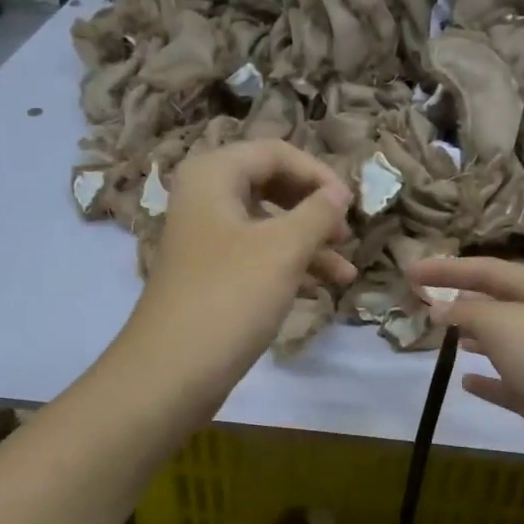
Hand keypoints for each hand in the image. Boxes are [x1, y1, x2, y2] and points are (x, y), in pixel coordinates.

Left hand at [121, 141, 355, 408]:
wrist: (172, 371)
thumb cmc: (230, 296)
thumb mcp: (283, 249)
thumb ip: (319, 213)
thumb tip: (341, 191)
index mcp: (213, 175)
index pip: (275, 152)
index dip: (318, 174)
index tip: (351, 205)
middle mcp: (205, 199)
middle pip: (271, 187)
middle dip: (314, 211)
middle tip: (346, 236)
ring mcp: (206, 240)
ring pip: (267, 227)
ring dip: (308, 246)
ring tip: (346, 275)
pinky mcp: (211, 276)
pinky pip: (256, 258)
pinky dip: (288, 268)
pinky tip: (320, 289)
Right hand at [406, 255, 523, 498]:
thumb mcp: (505, 325)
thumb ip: (467, 313)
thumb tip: (439, 308)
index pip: (489, 270)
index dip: (448, 268)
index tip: (409, 270)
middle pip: (499, 303)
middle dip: (462, 299)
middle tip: (423, 301)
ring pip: (505, 343)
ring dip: (474, 336)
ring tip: (441, 335)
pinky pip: (510, 385)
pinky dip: (488, 382)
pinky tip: (466, 383)